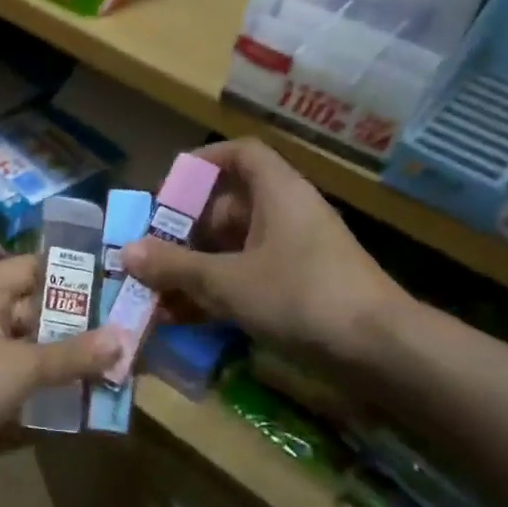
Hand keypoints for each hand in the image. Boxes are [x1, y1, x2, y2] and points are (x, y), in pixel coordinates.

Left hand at [0, 256, 119, 497]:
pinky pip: (24, 384)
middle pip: (41, 311)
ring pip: (35, 350)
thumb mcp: (19, 364)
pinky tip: (91, 400)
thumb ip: (71, 354)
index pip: (40, 268)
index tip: (125, 286)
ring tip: (126, 369)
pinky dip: (51, 391)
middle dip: (84, 326)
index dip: (80, 276)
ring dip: (71, 362)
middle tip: (137, 336)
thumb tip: (122, 339)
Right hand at [120, 139, 410, 367]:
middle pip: (229, 207)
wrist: (380, 351)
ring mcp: (295, 254)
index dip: (202, 163)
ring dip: (196, 268)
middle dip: (185, 230)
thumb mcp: (228, 281)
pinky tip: (184, 319)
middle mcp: (287, 215)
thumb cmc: (301, 296)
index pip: (240, 155)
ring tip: (156, 292)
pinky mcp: (300, 289)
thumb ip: (176, 266)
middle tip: (150, 252)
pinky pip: (248, 279)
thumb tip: (127, 252)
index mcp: (278, 193)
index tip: (167, 189)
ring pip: (234, 249)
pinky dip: (218, 293)